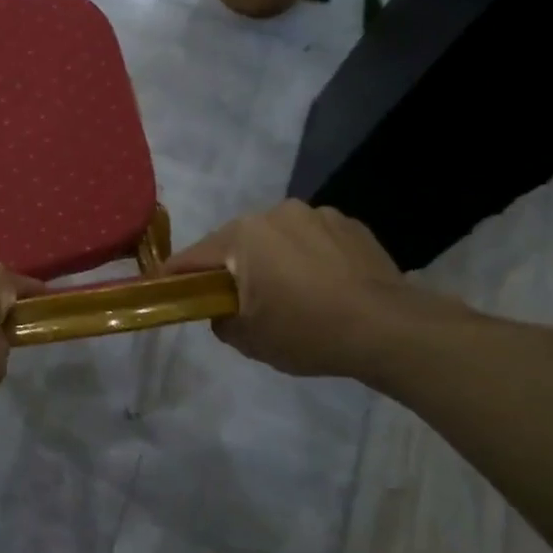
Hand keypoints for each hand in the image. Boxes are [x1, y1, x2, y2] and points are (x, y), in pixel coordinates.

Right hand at [166, 202, 431, 378]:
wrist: (391, 330)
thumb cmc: (307, 332)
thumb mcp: (248, 339)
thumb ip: (219, 319)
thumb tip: (221, 310)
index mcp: (243, 235)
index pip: (192, 257)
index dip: (174, 277)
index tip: (162, 290)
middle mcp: (275, 213)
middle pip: (236, 243)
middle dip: (231, 268)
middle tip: (237, 301)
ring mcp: (317, 214)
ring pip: (277, 239)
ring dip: (273, 260)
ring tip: (291, 294)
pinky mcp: (351, 224)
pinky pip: (312, 239)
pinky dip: (308, 258)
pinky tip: (324, 286)